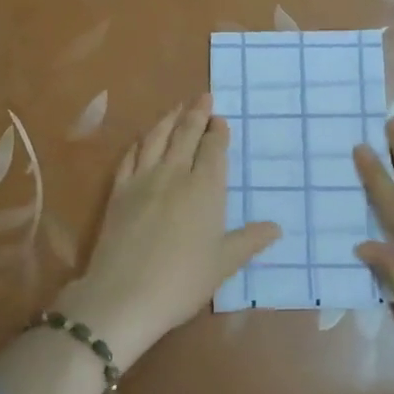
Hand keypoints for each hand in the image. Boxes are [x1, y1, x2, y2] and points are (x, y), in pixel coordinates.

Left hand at [58, 95, 279, 367]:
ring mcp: (142, 181)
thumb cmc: (183, 281)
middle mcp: (174, 175)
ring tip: (176, 107)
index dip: (217, 131)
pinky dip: (139, 142)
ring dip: (168, 120)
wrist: (124, 296)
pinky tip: (142, 139)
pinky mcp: (118, 192)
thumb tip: (275, 228)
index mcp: (205, 189)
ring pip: (156, 139)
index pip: (213, 149)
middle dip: (196, 113)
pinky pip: (130, 157)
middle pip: (185, 135)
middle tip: (203, 96)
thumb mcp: (224, 263)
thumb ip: (249, 241)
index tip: (220, 119)